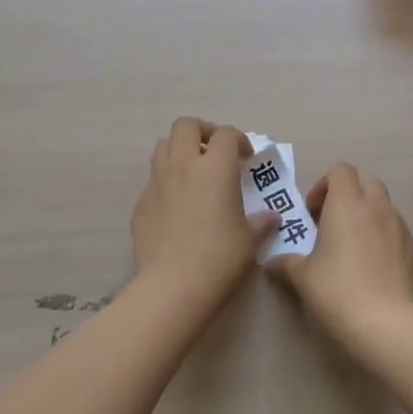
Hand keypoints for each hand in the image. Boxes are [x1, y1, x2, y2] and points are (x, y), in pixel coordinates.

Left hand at [131, 118, 275, 305]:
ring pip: (163, 147)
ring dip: (180, 151)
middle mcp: (183, 165)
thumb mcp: (250, 240)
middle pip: (186, 126)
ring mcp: (157, 183)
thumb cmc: (221, 257)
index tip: (246, 159)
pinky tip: (177, 207)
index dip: (239, 140)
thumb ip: (261, 222)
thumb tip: (272, 218)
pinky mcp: (140, 204)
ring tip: (194, 172)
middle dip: (202, 132)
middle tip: (215, 153)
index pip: (226, 134)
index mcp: (215, 167)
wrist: (173, 287)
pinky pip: (153, 180)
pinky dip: (166, 182)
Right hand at [268, 163, 412, 341]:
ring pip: (385, 210)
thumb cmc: (337, 291)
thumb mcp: (302, 277)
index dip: (325, 186)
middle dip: (351, 200)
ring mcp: (401, 228)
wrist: (385, 324)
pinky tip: (376, 272)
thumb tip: (273, 261)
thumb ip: (287, 262)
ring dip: (370, 220)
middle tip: (334, 228)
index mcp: (347, 203)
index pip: (341, 170)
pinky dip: (387, 243)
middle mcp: (378, 207)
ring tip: (356, 252)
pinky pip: (399, 236)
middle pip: (367, 185)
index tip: (314, 214)